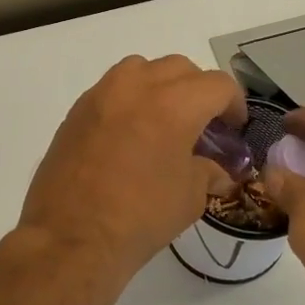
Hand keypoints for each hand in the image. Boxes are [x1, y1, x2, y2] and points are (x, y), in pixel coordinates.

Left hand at [19, 55, 246, 280]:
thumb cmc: (139, 217)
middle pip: (180, 68)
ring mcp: (102, 94)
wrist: (71, 236)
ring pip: (142, 69)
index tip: (233, 128)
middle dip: (198, 91)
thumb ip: (208, 172)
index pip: (217, 85)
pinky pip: (112, 89)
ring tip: (164, 121)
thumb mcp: (189, 197)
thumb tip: (217, 170)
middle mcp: (137, 86)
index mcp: (174, 104)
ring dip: (160, 86)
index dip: (234, 104)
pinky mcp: (77, 110)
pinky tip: (131, 134)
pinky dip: (130, 100)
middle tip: (203, 125)